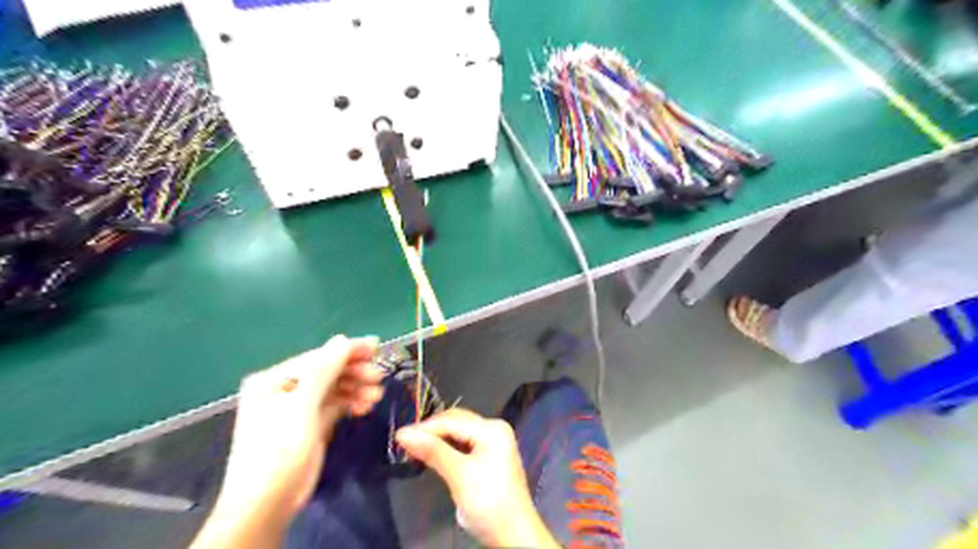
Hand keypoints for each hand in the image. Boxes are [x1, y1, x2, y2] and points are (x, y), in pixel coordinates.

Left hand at [194, 334, 384, 547]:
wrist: (266, 507)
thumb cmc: (278, 452)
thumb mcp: (301, 408)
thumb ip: (322, 372)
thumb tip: (342, 339)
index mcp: (274, 380)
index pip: (317, 357)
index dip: (347, 351)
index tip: (377, 346)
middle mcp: (285, 390)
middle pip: (327, 371)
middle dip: (354, 372)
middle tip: (379, 376)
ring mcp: (298, 408)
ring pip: (334, 388)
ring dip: (356, 389)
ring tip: (377, 395)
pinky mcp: (310, 424)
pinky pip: (335, 405)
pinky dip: (350, 403)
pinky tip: (366, 407)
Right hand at [395, 410, 557, 547]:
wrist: (514, 534)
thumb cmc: (489, 502)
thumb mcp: (460, 475)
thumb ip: (433, 451)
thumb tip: (403, 433)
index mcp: (491, 428)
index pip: (452, 420)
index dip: (424, 427)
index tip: (398, 437)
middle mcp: (494, 428)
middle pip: (456, 422)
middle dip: (431, 430)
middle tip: (404, 442)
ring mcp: (494, 441)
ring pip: (458, 432)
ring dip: (437, 438)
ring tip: (414, 447)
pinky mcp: (490, 455)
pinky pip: (464, 443)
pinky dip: (447, 447)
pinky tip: (432, 454)